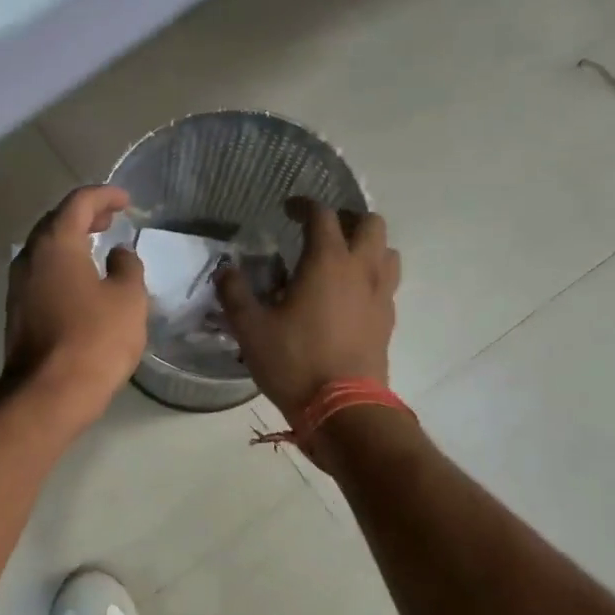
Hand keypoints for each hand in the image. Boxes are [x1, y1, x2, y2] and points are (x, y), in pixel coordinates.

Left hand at [5, 185, 147, 427]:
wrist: (48, 394)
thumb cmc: (94, 340)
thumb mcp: (128, 299)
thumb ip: (127, 267)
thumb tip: (118, 255)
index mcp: (55, 244)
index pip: (78, 202)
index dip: (105, 195)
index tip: (126, 201)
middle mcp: (29, 257)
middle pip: (55, 222)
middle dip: (84, 215)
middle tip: (111, 218)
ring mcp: (18, 286)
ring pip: (45, 249)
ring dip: (71, 241)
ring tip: (98, 244)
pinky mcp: (17, 312)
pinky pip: (41, 274)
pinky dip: (63, 265)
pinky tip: (81, 280)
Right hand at [215, 197, 400, 426]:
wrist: (342, 408)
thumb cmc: (294, 362)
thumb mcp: (250, 328)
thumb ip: (235, 293)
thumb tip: (225, 270)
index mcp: (327, 262)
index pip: (322, 215)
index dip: (304, 205)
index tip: (289, 209)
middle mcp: (361, 269)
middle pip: (370, 224)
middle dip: (347, 219)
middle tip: (322, 232)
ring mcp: (381, 295)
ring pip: (387, 251)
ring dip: (367, 246)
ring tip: (342, 260)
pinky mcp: (388, 320)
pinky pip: (387, 283)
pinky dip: (372, 277)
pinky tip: (350, 296)